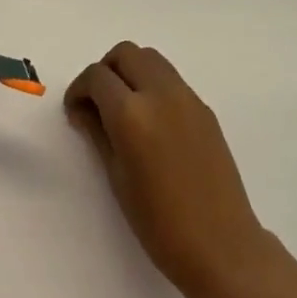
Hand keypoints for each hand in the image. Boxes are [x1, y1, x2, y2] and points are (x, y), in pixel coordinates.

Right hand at [65, 42, 268, 293]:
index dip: (79, 90)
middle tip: (97, 103)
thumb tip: (83, 108)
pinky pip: (171, 79)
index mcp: (132, 113)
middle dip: (105, 71)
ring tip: (124, 110)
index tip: (76, 112)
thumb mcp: (117, 177)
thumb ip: (98, 132)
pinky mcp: (204, 107)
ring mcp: (187, 97)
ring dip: (130, 72)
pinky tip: (151, 122)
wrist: (220, 243)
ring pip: (151, 59)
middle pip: (126, 53)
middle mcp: (161, 93)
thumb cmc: (159, 223)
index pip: (97, 76)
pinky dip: (153, 85)